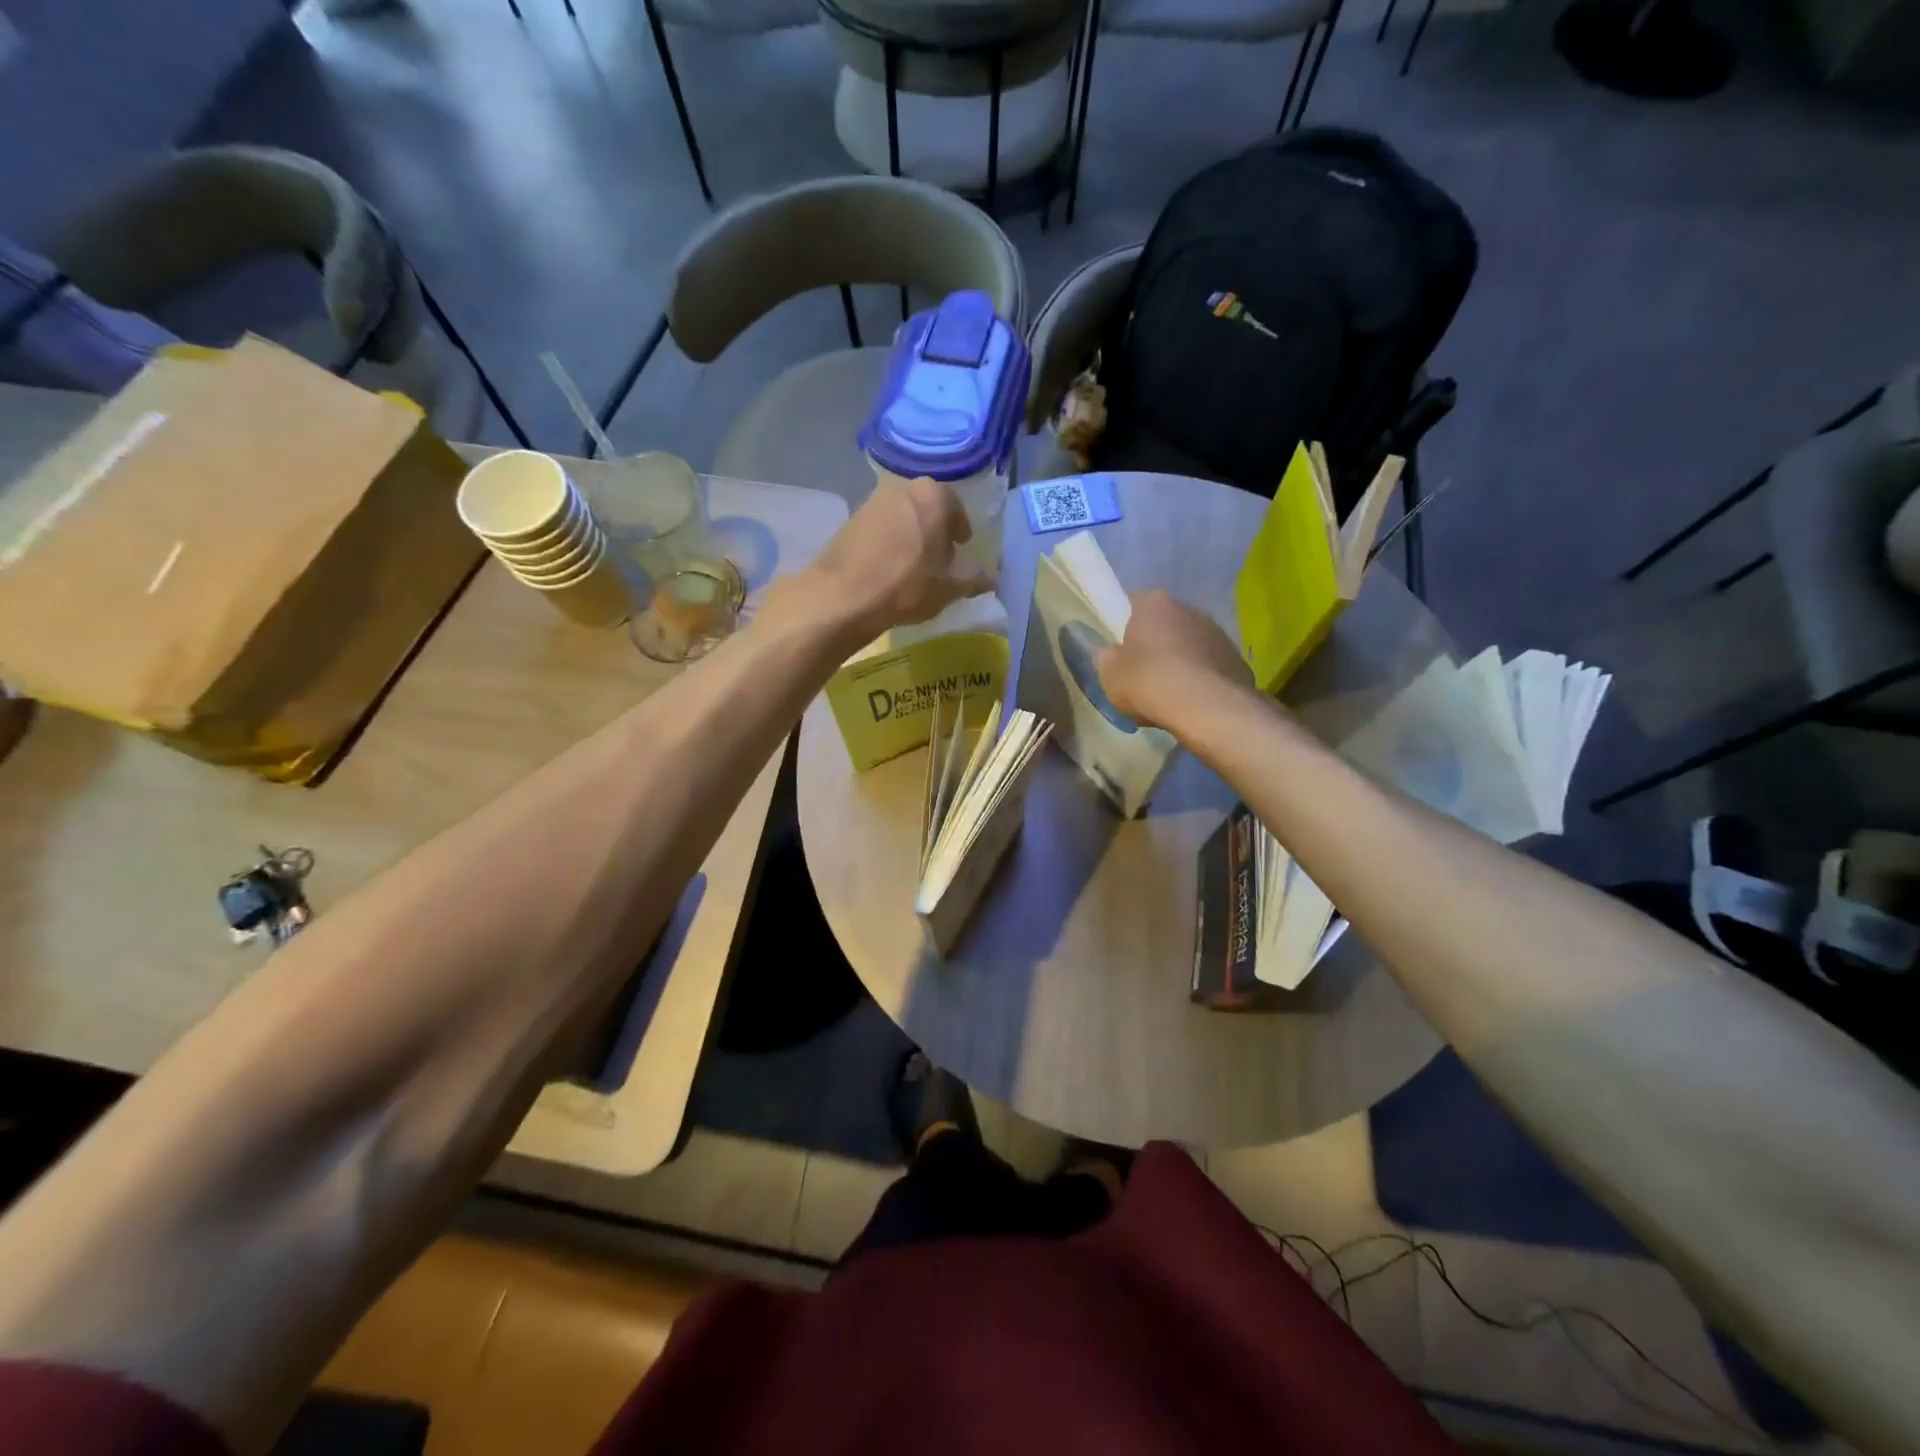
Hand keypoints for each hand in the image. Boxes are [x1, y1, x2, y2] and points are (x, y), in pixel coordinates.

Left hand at [798, 476, 993, 641]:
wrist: (842, 595)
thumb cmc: (905, 586)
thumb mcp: (948, 588)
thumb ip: (974, 579)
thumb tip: (993, 578)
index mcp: (933, 495)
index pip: (957, 508)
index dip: (961, 531)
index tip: (961, 550)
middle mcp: (902, 487)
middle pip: (928, 507)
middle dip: (936, 530)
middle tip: (940, 558)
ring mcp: (872, 500)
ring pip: (903, 515)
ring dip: (911, 535)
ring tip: (914, 566)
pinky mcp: (850, 518)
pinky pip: (880, 527)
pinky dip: (889, 541)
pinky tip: (888, 568)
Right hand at [1095, 589, 1251, 728]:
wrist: (1205, 707)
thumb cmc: (1148, 681)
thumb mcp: (1109, 674)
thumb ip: (1107, 658)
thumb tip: (1111, 654)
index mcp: (1154, 604)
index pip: (1135, 602)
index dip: (1126, 624)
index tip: (1122, 647)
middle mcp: (1189, 609)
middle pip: (1166, 622)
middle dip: (1157, 642)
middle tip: (1145, 671)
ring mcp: (1217, 632)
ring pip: (1191, 643)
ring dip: (1182, 659)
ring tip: (1172, 691)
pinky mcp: (1236, 658)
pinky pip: (1211, 665)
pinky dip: (1203, 678)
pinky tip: (1194, 701)